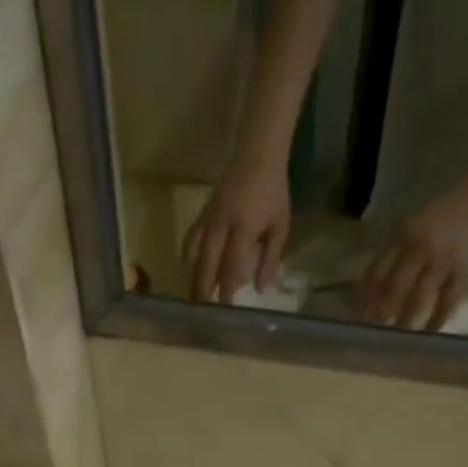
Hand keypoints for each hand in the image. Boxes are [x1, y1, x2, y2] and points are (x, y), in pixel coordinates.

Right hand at [183, 157, 290, 302]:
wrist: (257, 155)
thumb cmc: (273, 192)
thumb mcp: (280, 225)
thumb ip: (270, 258)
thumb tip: (262, 289)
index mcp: (244, 226)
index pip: (231, 263)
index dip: (227, 287)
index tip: (226, 308)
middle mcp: (222, 223)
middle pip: (207, 261)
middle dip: (203, 287)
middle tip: (202, 311)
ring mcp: (209, 218)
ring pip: (193, 252)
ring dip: (191, 276)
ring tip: (192, 297)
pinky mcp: (202, 214)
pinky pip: (189, 240)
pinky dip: (187, 259)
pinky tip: (188, 273)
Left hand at [356, 184, 467, 330]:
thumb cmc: (447, 216)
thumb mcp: (415, 226)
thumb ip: (395, 254)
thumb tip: (371, 291)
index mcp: (406, 235)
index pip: (378, 270)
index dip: (365, 296)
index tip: (356, 317)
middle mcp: (422, 248)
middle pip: (395, 288)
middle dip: (380, 313)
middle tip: (371, 334)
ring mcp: (444, 262)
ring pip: (418, 299)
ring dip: (405, 321)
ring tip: (395, 339)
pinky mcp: (466, 273)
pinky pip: (447, 303)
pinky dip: (436, 320)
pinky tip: (427, 334)